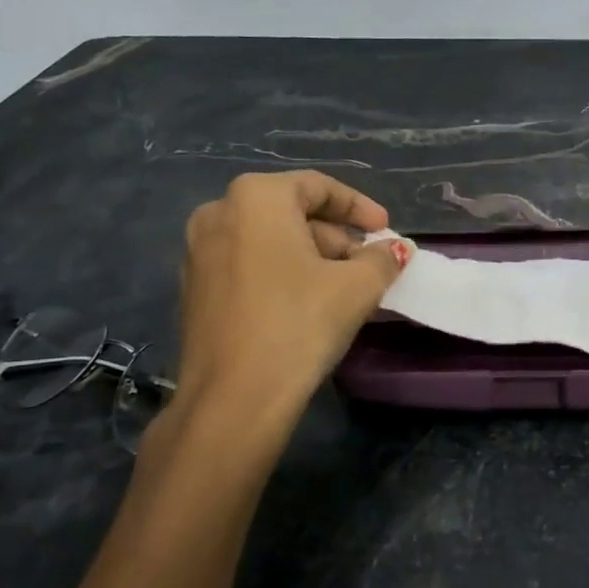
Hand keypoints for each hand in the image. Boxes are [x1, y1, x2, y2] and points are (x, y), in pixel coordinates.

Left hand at [172, 171, 408, 426]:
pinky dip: (281, 275)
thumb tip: (395, 250)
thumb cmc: (299, 324)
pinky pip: (247, 266)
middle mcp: (219, 213)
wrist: (233, 399)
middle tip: (368, 265)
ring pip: (268, 241)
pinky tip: (307, 305)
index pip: (318, 187)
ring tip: (344, 289)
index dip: (359, 207)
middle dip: (335, 237)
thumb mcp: (356, 287)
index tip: (385, 230)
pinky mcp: (193, 289)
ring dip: (310, 257)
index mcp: (256, 197)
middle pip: (291, 213)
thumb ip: (381, 259)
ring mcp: (198, 252)